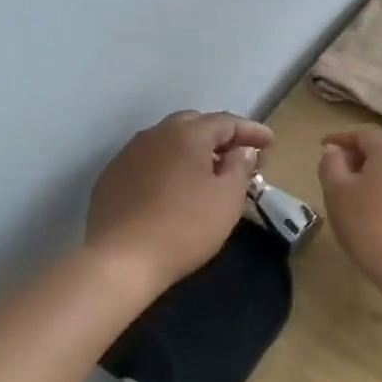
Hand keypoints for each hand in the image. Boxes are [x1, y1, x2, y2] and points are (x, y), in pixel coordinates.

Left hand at [85, 111, 273, 294]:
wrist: (120, 259)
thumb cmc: (184, 227)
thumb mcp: (227, 199)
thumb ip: (239, 167)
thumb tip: (241, 149)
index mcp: (186, 134)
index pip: (226, 122)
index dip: (251, 131)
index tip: (270, 143)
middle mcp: (155, 134)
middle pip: (193, 124)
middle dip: (219, 135)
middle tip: (239, 154)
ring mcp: (128, 154)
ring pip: (167, 141)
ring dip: (191, 150)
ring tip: (208, 170)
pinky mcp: (111, 176)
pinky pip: (148, 161)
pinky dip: (168, 166)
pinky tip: (173, 187)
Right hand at [317, 128, 381, 290]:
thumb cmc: (367, 222)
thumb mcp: (336, 191)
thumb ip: (331, 164)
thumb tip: (335, 150)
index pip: (362, 133)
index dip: (339, 139)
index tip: (322, 148)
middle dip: (359, 154)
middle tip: (338, 169)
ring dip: (375, 173)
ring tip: (356, 191)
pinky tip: (377, 210)